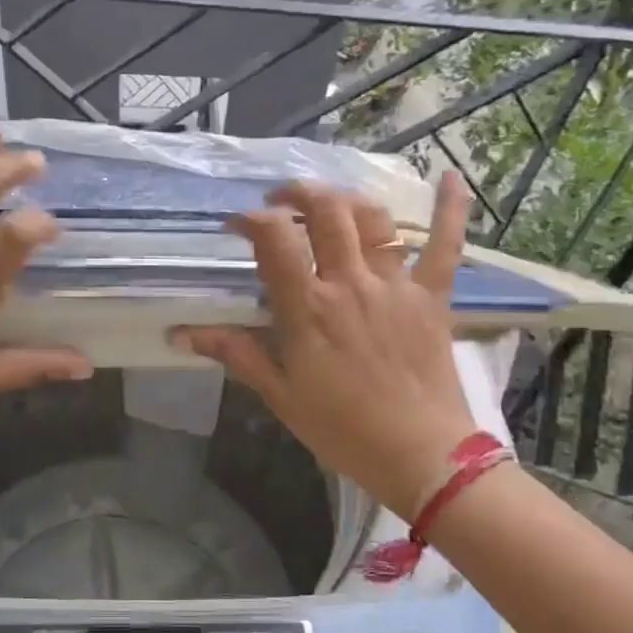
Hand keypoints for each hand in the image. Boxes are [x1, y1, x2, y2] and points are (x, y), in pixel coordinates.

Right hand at [174, 174, 477, 522]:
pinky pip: (446, 245)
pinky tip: (450, 178)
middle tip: (280, 200)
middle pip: (326, 213)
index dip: (251, 219)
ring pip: (373, 220)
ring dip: (347, 198)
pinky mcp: (432, 297)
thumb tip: (182, 334)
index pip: (275, 240)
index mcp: (309, 309)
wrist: (420, 454)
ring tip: (329, 200)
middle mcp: (350, 284)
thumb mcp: (280, 395)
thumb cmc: (342, 429)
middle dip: (298, 194)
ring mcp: (396, 286)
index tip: (236, 223)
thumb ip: (237, 354)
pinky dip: (450, 209)